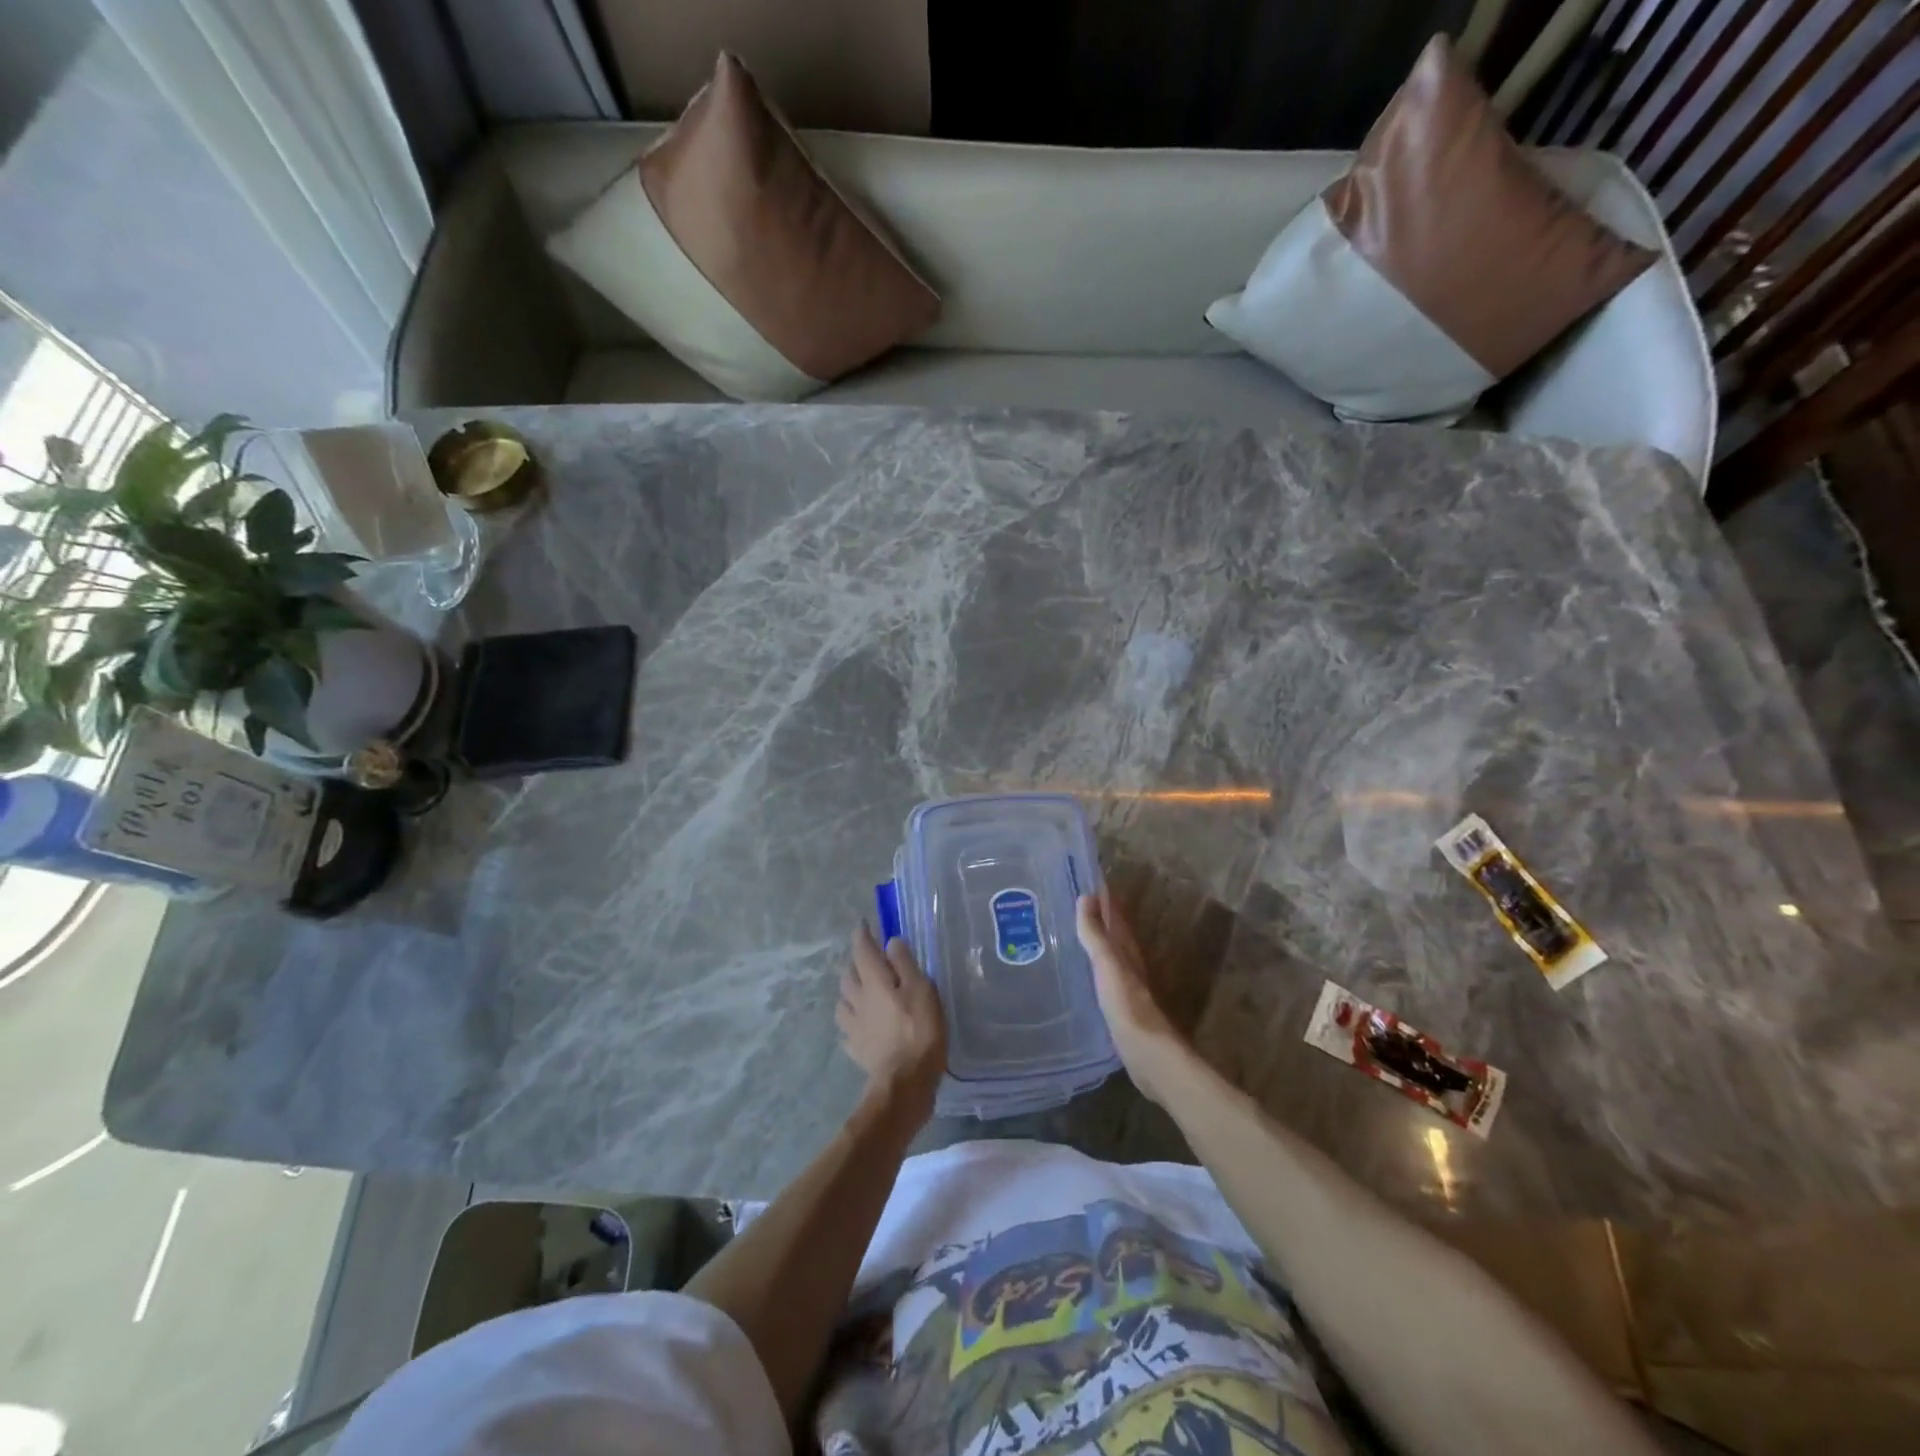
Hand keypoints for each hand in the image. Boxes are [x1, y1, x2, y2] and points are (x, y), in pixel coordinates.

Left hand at [837, 924, 945, 1120]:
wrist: (904, 1082)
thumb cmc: (919, 1030)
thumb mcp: (921, 990)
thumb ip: (905, 964)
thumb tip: (890, 942)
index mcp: (874, 981)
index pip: (862, 950)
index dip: (862, 935)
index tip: (863, 924)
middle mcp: (858, 1000)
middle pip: (848, 974)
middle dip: (855, 962)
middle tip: (868, 959)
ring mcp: (853, 1026)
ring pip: (843, 1001)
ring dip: (849, 991)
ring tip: (861, 991)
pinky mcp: (856, 1049)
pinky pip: (847, 1029)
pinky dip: (852, 1022)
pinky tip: (860, 1026)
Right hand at [1076, 889, 1191, 1104]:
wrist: (1147, 1053)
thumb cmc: (1126, 1003)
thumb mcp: (1107, 964)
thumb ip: (1096, 934)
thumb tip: (1086, 897)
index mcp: (1127, 948)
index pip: (1116, 912)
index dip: (1103, 895)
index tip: (1087, 877)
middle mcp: (1128, 961)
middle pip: (1114, 930)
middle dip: (1098, 914)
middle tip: (1072, 899)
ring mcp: (1125, 983)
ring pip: (1109, 951)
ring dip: (1095, 938)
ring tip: (1071, 930)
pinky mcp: (1119, 1004)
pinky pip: (1103, 973)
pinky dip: (1092, 963)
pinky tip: (1080, 969)